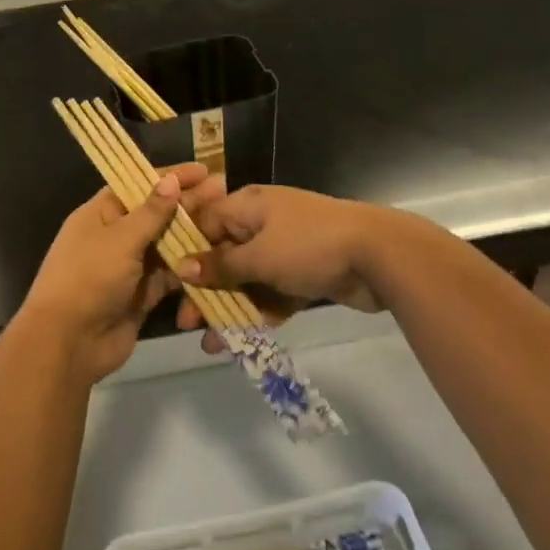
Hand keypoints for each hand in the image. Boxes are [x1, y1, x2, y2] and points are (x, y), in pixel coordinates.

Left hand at [18, 163, 211, 382]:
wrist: (69, 343)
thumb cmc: (88, 279)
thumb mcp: (120, 239)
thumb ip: (151, 212)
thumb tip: (171, 179)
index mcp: (101, 214)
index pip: (138, 186)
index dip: (169, 177)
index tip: (202, 170)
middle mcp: (115, 236)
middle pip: (156, 214)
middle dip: (188, 204)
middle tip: (224, 192)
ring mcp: (130, 267)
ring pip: (166, 245)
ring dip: (193, 235)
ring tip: (227, 223)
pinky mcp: (142, 295)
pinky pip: (170, 276)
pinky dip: (189, 269)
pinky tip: (217, 258)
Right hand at [172, 182, 391, 353]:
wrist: (379, 256)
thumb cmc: (309, 245)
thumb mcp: (259, 256)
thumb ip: (220, 265)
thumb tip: (182, 266)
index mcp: (248, 206)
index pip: (205, 224)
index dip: (186, 253)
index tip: (169, 284)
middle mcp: (263, 223)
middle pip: (224, 256)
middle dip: (206, 290)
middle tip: (187, 323)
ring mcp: (286, 249)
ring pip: (248, 280)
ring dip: (230, 309)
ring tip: (212, 344)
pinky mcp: (304, 274)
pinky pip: (272, 293)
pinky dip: (259, 313)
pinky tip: (243, 341)